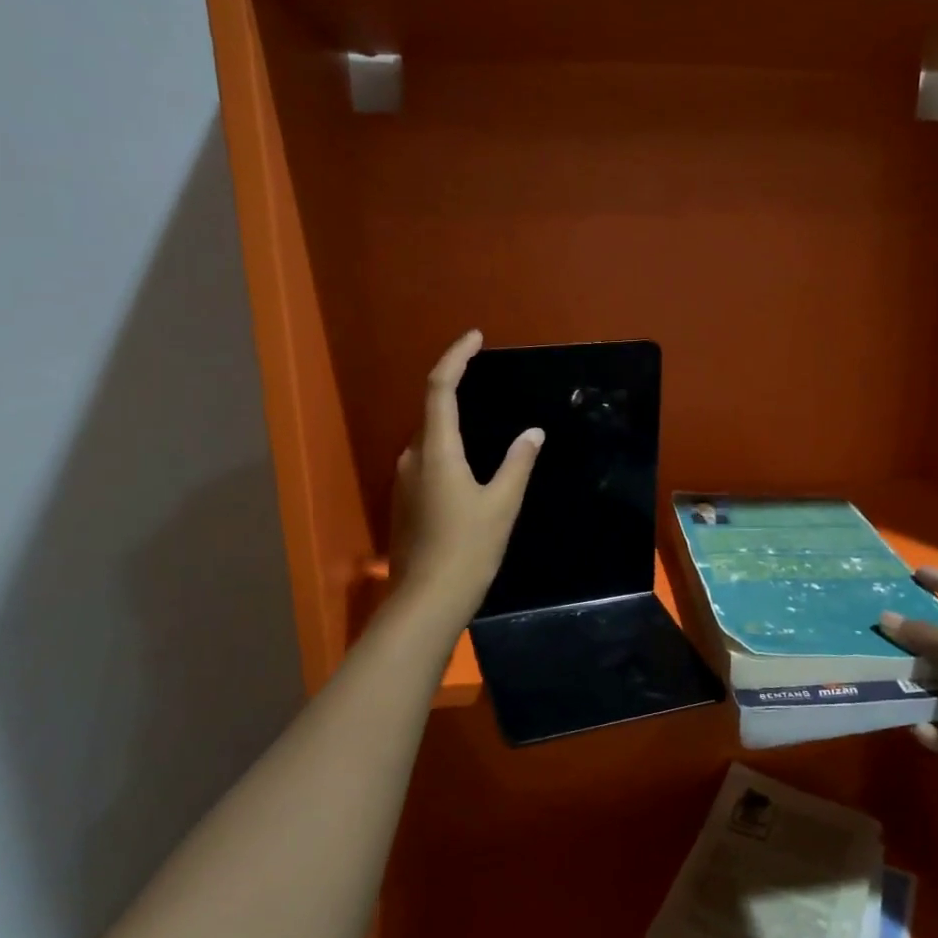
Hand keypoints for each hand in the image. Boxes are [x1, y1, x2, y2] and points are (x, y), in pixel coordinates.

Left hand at [388, 331, 542, 626]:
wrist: (427, 600)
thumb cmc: (469, 548)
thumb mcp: (502, 503)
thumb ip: (517, 462)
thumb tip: (532, 433)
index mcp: (437, 449)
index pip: (440, 387)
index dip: (456, 356)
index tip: (476, 338)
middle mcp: (413, 456)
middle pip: (432, 411)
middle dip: (457, 390)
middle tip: (488, 383)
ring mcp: (404, 480)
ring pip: (430, 439)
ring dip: (452, 425)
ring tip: (487, 430)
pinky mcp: (405, 502)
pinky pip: (427, 461)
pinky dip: (448, 451)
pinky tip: (470, 470)